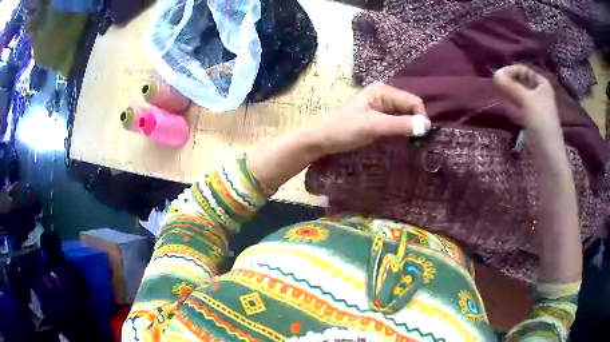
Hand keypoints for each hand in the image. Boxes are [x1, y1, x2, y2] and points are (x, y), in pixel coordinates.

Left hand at [307, 83, 429, 154]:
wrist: (321, 140)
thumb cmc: (343, 129)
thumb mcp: (373, 126)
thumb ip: (399, 125)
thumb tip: (427, 126)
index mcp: (382, 91)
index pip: (412, 100)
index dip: (421, 116)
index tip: (423, 136)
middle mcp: (384, 97)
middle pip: (409, 108)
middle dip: (416, 123)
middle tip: (420, 142)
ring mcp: (381, 109)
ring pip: (404, 117)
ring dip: (410, 129)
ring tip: (414, 144)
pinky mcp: (378, 120)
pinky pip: (396, 124)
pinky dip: (402, 132)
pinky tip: (404, 142)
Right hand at [493, 65, 560, 136]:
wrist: (548, 156)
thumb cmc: (541, 123)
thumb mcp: (526, 100)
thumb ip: (510, 86)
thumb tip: (494, 74)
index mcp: (542, 84)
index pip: (523, 70)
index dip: (510, 71)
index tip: (498, 77)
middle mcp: (540, 94)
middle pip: (521, 83)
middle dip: (509, 84)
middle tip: (497, 87)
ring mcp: (536, 109)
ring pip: (520, 97)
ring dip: (510, 96)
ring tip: (500, 97)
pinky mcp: (532, 122)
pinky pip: (520, 110)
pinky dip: (513, 108)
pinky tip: (507, 111)